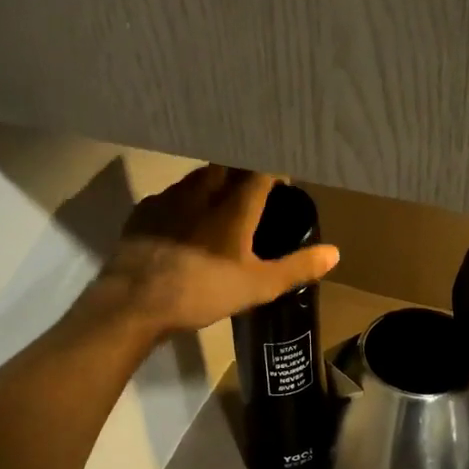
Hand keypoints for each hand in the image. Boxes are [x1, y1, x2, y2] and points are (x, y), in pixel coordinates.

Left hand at [92, 166, 339, 336]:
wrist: (134, 303)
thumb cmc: (202, 292)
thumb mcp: (258, 286)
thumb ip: (297, 268)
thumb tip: (335, 253)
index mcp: (234, 206)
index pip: (260, 169)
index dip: (274, 167)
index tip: (283, 176)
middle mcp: (202, 191)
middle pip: (227, 166)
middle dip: (242, 171)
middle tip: (253, 188)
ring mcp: (169, 198)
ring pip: (197, 178)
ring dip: (213, 182)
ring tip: (220, 202)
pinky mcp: (144, 211)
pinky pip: (171, 195)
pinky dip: (184, 201)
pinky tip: (184, 221)